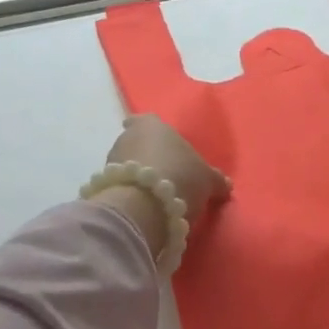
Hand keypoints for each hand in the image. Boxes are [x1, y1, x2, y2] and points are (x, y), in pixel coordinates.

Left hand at [93, 116, 230, 257]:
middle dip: (146, 155)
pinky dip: (129, 192)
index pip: (146, 120)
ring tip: (153, 193)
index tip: (156, 140)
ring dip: (136, 175)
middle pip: (135, 142)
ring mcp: (111, 162)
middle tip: (164, 172)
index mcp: (152, 125)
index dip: (151, 129)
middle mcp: (127, 137)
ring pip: (125, 164)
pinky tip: (142, 205)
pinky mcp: (103, 187)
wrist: (143, 208)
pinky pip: (119, 186)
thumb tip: (225, 185)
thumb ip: (215, 180)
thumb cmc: (180, 178)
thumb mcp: (207, 180)